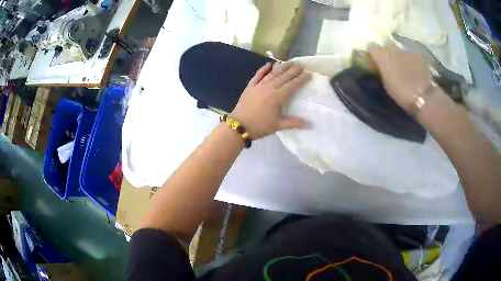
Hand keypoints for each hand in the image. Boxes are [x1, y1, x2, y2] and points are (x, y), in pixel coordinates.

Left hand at [230, 62, 310, 139]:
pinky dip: (264, 69)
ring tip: (290, 62)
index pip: (293, 85)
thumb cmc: (260, 126)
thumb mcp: (278, 125)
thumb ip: (294, 123)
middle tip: (302, 65)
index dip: (301, 78)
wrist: (239, 126)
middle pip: (284, 76)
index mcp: (278, 96)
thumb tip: (310, 125)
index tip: (309, 73)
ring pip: (273, 73)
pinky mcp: (250, 86)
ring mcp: (259, 85)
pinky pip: (258, 75)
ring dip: (282, 66)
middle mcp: (270, 87)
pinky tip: (269, 64)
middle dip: (294, 70)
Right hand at [367, 44, 434, 112]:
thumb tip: (380, 67)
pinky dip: (410, 61)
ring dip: (400, 57)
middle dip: (387, 54)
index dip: (373, 53)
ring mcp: (406, 51)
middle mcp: (392, 49)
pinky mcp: (417, 55)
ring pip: (399, 51)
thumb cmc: (401, 93)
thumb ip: (382, 72)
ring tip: (404, 69)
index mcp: (382, 56)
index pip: (372, 47)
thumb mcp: (386, 85)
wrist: (423, 95)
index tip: (375, 61)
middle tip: (391, 65)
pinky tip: (414, 71)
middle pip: (387, 47)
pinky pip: (410, 56)